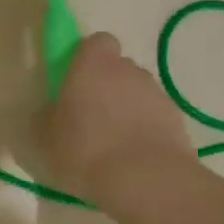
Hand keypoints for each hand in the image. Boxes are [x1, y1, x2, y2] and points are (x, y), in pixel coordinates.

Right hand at [46, 33, 194, 202]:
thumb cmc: (85, 151)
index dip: (87, 58)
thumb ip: (46, 117)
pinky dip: (145, 130)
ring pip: (137, 93)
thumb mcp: (45, 139)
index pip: (97, 42)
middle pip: (118, 68)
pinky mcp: (177, 120)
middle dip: (106, 86)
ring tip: (113, 144)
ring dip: (126, 109)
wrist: (146, 181)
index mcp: (93, 65)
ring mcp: (157, 94)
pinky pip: (154, 117)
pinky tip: (133, 158)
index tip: (75, 82)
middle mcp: (129, 70)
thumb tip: (51, 110)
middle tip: (90, 117)